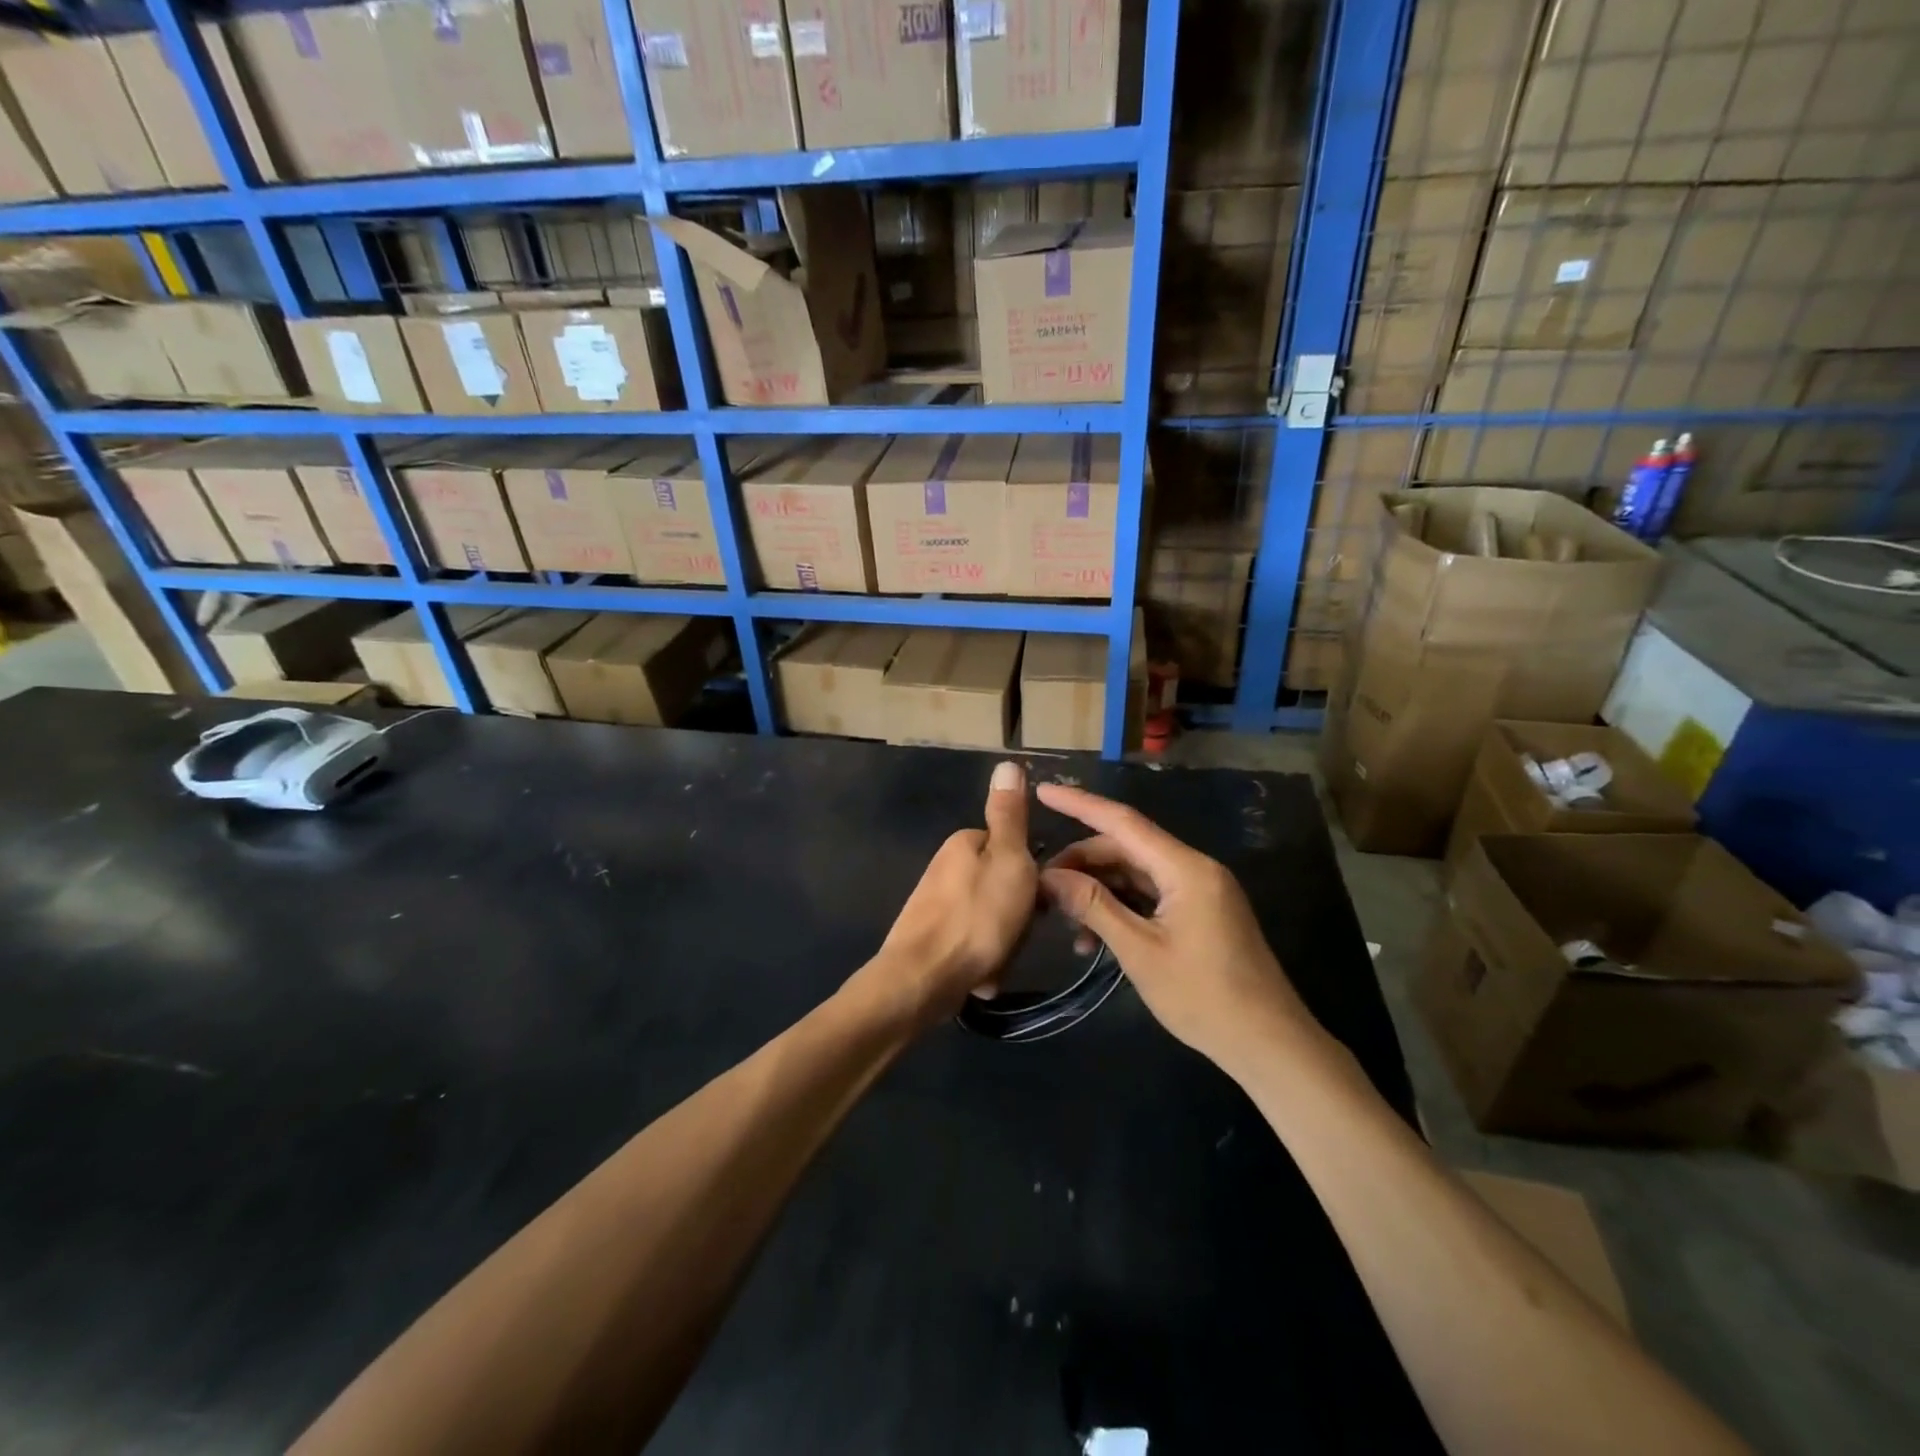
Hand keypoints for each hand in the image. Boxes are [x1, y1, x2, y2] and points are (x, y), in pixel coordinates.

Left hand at [861, 761, 1038, 1026]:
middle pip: (1001, 887)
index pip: (1012, 849)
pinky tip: (981, 976)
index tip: (1033, 900)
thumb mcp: (1008, 860)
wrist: (923, 979)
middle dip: (1015, 916)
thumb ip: (1010, 816)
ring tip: (996, 960)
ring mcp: (935, 904)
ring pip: (990, 920)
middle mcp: (945, 867)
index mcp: (963, 843)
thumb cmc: (977, 918)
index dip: (1029, 876)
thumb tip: (1007, 763)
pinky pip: (973, 944)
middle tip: (1014, 934)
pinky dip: (982, 961)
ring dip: (1002, 943)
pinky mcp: (930, 937)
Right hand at [1036, 783, 1322, 1073]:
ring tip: (1062, 920)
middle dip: (1082, 863)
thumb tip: (1049, 876)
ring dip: (1098, 891)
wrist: (1269, 1045)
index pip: (1123, 822)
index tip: (1042, 791)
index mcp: (1185, 869)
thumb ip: (1094, 906)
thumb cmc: (1204, 998)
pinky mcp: (1200, 913)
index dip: (1079, 804)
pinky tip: (1094, 939)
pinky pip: (1150, 896)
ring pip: (1135, 874)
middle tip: (1040, 886)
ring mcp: (1199, 892)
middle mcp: (1194, 869)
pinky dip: (1120, 909)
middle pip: (1126, 849)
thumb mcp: (1140, 951)